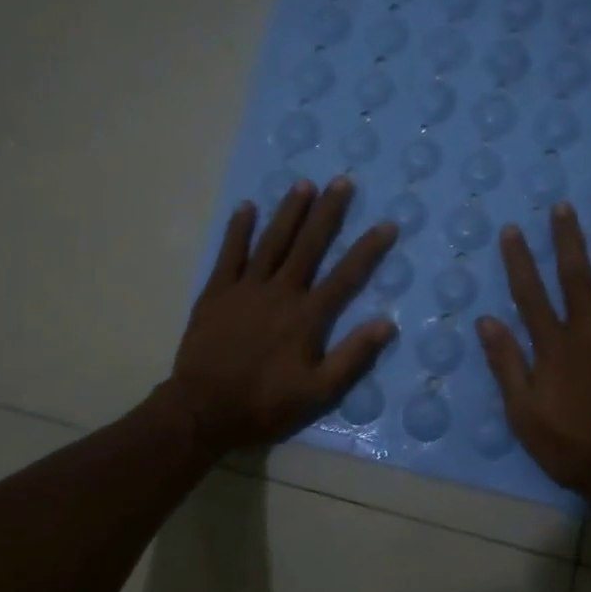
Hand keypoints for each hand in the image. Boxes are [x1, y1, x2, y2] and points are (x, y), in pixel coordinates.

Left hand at [165, 178, 397, 456]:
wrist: (203, 410)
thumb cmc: (265, 403)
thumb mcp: (319, 392)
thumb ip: (353, 356)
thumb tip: (387, 324)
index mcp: (307, 316)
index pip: (346, 276)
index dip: (368, 249)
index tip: (386, 224)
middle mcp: (280, 292)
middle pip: (309, 245)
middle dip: (328, 212)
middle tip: (342, 182)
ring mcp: (245, 288)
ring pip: (272, 241)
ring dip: (289, 211)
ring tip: (304, 184)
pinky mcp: (216, 292)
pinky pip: (230, 253)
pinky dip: (239, 229)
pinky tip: (247, 207)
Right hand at [476, 204, 590, 512]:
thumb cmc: (570, 447)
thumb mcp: (523, 414)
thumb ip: (506, 365)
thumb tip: (486, 320)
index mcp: (554, 346)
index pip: (531, 294)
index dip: (520, 260)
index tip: (513, 230)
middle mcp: (590, 332)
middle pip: (577, 277)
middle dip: (568, 240)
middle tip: (564, 207)